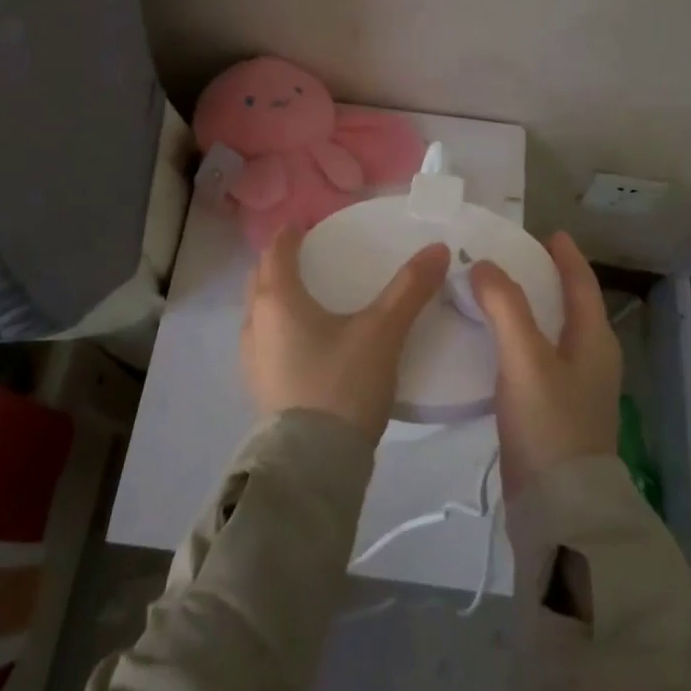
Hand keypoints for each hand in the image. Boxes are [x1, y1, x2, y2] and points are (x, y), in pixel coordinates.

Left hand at [241, 227, 450, 442]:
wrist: (313, 466)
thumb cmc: (342, 384)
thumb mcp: (382, 332)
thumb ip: (410, 289)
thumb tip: (438, 248)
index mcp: (277, 299)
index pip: (275, 251)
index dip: (290, 233)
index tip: (305, 224)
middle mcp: (255, 323)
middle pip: (261, 279)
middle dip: (279, 263)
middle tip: (309, 257)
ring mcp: (252, 359)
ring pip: (259, 312)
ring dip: (277, 297)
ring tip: (309, 298)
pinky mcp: (260, 388)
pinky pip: (265, 341)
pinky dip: (280, 327)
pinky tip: (307, 342)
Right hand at [472, 232, 620, 500]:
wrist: (559, 509)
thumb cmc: (549, 424)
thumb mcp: (525, 358)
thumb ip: (505, 306)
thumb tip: (484, 265)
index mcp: (594, 341)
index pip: (582, 285)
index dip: (566, 257)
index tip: (549, 233)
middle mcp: (590, 360)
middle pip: (570, 307)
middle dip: (544, 280)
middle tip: (509, 260)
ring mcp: (574, 389)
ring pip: (550, 334)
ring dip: (526, 310)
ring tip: (493, 295)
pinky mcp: (553, 413)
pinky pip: (535, 360)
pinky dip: (516, 340)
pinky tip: (490, 345)